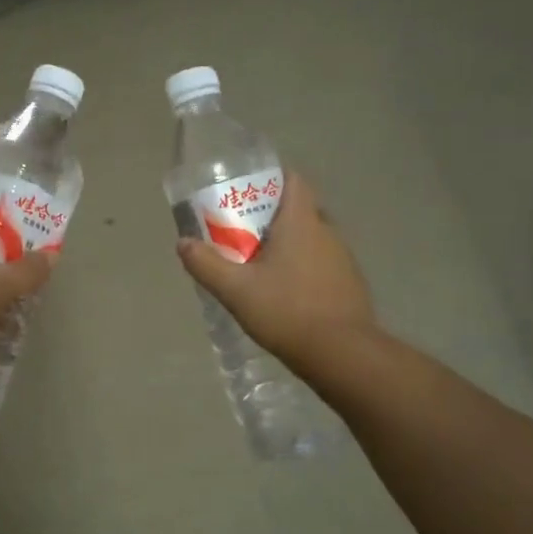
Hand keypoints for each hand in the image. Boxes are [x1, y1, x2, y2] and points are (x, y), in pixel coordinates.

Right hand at [177, 172, 377, 373]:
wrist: (342, 354)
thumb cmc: (286, 311)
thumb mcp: (235, 290)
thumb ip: (206, 264)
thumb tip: (183, 243)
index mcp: (301, 223)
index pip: (293, 181)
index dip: (272, 179)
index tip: (248, 191)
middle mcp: (327, 232)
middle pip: (299, 209)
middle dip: (272, 215)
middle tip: (243, 230)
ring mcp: (343, 259)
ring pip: (311, 238)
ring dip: (288, 243)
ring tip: (259, 263)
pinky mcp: (349, 284)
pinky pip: (322, 263)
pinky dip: (303, 267)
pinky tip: (285, 291)